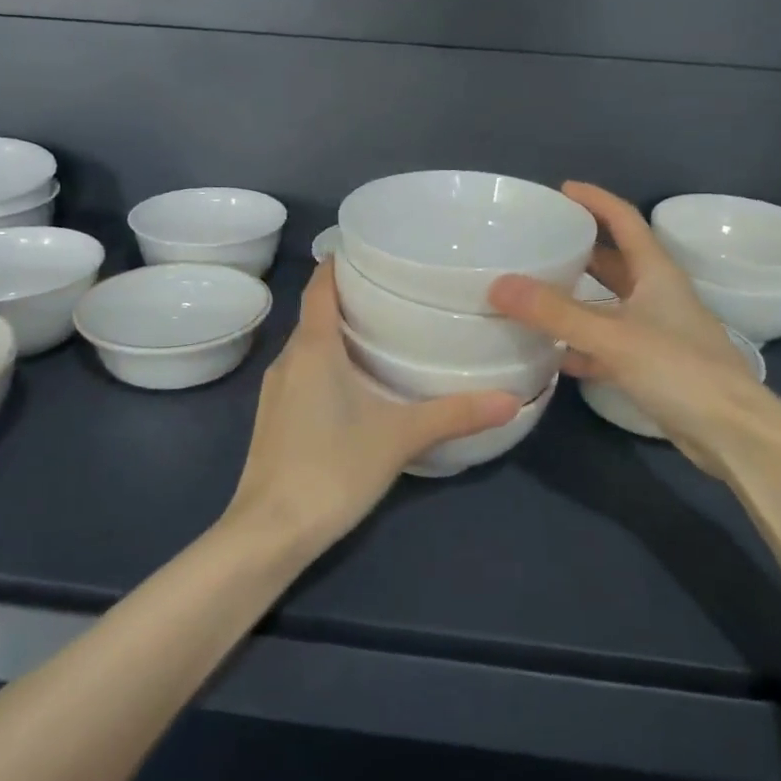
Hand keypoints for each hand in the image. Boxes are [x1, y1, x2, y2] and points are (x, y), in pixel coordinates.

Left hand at [228, 262, 521, 552]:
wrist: (269, 531)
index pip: (320, 285)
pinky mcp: (274, 417)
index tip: (374, 249)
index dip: (341, 262)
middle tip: (397, 291)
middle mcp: (288, 358)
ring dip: (339, 333)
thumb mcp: (400, 437)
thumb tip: (511, 400)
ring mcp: (276, 390)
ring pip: (309, 345)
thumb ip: (454, 415)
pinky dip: (328, 363)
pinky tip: (357, 383)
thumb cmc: (332, 468)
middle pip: (316, 312)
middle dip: (351, 297)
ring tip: (383, 331)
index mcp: (313, 346)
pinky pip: (303, 372)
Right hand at [489, 182, 780, 473]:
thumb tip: (498, 284)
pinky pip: (607, 344)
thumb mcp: (613, 336)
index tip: (561, 189)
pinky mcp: (651, 366)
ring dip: (576, 297)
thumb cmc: (680, 370)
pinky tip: (552, 352)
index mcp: (656, 272)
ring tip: (533, 291)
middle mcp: (657, 295)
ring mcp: (655, 331)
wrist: (732, 433)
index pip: (625, 220)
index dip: (595, 200)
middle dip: (580, 247)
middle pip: (614, 260)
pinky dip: (581, 344)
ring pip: (608, 304)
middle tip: (538, 241)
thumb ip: (556, 312)